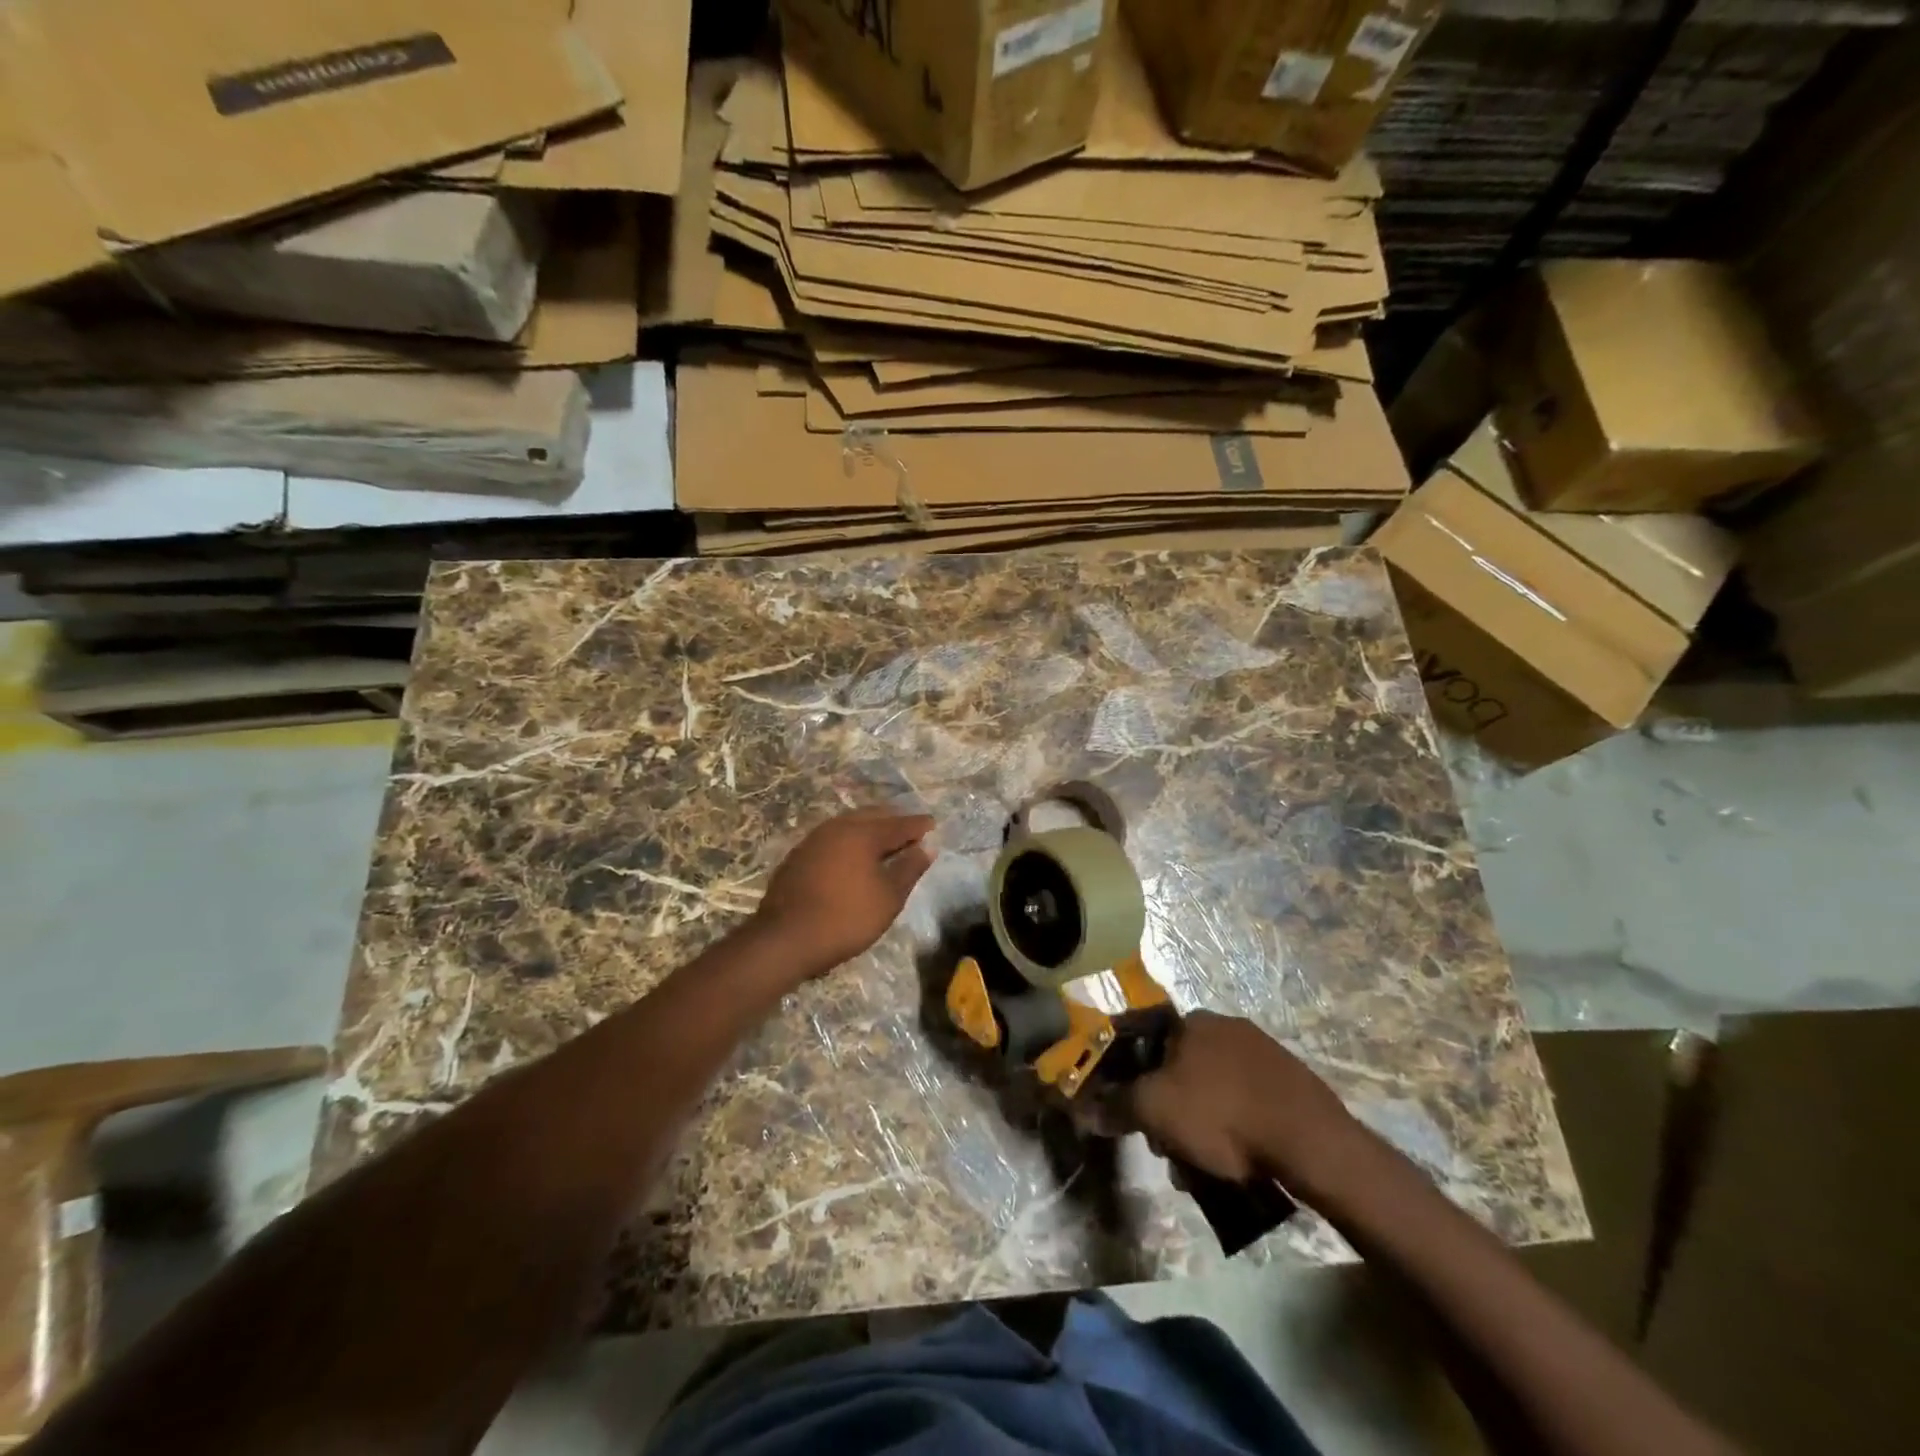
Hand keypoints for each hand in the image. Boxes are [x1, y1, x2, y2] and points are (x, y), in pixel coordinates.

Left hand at [753, 809, 935, 976]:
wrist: (785, 938)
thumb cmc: (846, 918)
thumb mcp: (888, 898)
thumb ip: (909, 869)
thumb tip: (925, 847)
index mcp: (863, 834)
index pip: (898, 824)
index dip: (918, 825)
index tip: (932, 824)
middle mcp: (838, 828)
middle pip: (872, 816)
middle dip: (893, 820)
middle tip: (909, 828)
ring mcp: (814, 840)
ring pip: (849, 824)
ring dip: (869, 827)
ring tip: (883, 838)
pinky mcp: (798, 855)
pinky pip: (832, 837)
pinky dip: (849, 839)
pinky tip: (852, 853)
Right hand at [1131, 1012, 1360, 1195]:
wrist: (1310, 1141)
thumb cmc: (1221, 1115)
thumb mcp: (1154, 1111)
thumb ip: (1116, 1106)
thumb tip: (1085, 1110)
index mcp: (1191, 1021)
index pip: (1145, 1040)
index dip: (1132, 1078)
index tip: (1135, 1115)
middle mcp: (1225, 1025)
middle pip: (1178, 1069)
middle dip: (1169, 1111)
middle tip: (1169, 1150)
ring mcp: (1262, 1051)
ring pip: (1212, 1090)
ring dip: (1200, 1126)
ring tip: (1203, 1169)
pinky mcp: (1290, 1081)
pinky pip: (1245, 1102)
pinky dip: (1234, 1129)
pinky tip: (1237, 1163)